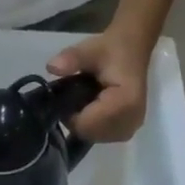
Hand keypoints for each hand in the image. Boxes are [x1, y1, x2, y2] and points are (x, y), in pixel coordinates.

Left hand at [47, 27, 153, 142]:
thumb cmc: (113, 49)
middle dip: (77, 118)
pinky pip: (100, 136)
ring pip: (92, 136)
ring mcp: (129, 129)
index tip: (68, 95)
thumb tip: (51, 67)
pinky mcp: (126, 132)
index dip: (70, 114)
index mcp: (125, 104)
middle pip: (89, 133)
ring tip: (86, 100)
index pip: (86, 124)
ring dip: (84, 122)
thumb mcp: (90, 49)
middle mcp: (130, 122)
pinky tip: (94, 108)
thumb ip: (72, 59)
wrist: (133, 49)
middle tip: (76, 96)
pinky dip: (92, 125)